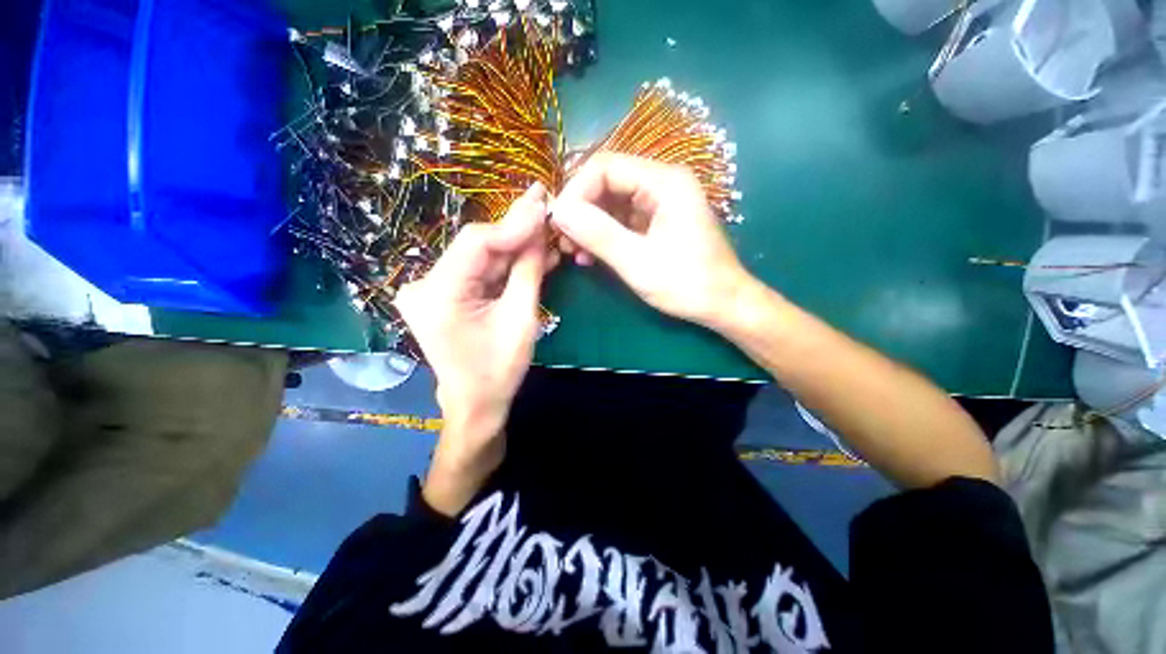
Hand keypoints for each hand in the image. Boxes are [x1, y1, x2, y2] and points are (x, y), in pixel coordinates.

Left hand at [394, 183, 552, 514]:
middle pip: (478, 247)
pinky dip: (504, 264)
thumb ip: (529, 271)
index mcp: (438, 295)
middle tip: (546, 209)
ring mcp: (430, 290)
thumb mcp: (521, 319)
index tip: (544, 204)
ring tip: (545, 232)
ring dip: (514, 248)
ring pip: (480, 257)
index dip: (514, 224)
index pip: (478, 243)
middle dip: (516, 232)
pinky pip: (478, 271)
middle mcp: (424, 286)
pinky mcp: (442, 294)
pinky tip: (529, 254)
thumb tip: (540, 230)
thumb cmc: (499, 370)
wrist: (475, 403)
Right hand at [551, 154, 753, 328]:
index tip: (558, 224)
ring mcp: (660, 202)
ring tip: (573, 252)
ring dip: (588, 225)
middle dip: (580, 210)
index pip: (605, 166)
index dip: (575, 191)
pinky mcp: (657, 221)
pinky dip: (603, 235)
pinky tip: (590, 256)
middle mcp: (662, 183)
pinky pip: (621, 219)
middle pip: (606, 182)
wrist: (723, 304)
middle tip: (562, 240)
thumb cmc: (687, 284)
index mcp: (664, 182)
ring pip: (611, 202)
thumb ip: (598, 234)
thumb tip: (558, 211)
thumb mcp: (638, 262)